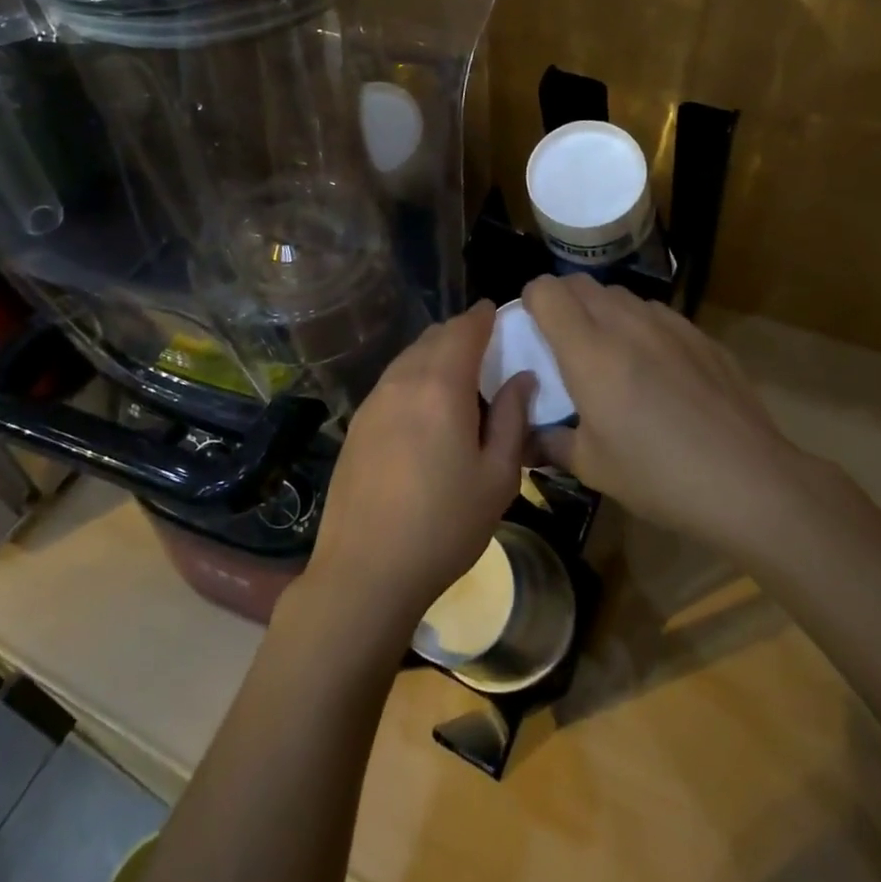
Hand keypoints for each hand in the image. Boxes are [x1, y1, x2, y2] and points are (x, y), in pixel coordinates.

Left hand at [302, 302, 531, 638]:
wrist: (366, 569)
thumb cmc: (444, 525)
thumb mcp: (497, 477)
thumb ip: (511, 419)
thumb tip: (522, 378)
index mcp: (441, 386)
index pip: (464, 330)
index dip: (482, 316)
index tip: (496, 311)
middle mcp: (403, 380)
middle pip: (434, 337)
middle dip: (460, 332)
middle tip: (485, 345)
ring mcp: (374, 400)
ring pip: (409, 357)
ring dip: (435, 353)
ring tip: (458, 373)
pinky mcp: (358, 422)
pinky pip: (393, 380)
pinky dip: (414, 375)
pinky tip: (425, 404)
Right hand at [522, 274, 800, 554]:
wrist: (750, 482)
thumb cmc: (659, 476)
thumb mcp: (592, 467)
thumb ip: (548, 443)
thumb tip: (522, 439)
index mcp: (589, 351)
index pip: (546, 290)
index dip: (531, 301)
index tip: (531, 330)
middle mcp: (625, 323)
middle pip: (580, 283)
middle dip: (562, 301)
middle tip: (563, 342)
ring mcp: (668, 324)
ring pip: (620, 295)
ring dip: (602, 312)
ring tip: (610, 354)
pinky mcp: (700, 334)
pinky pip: (656, 314)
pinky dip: (640, 327)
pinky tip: (656, 370)